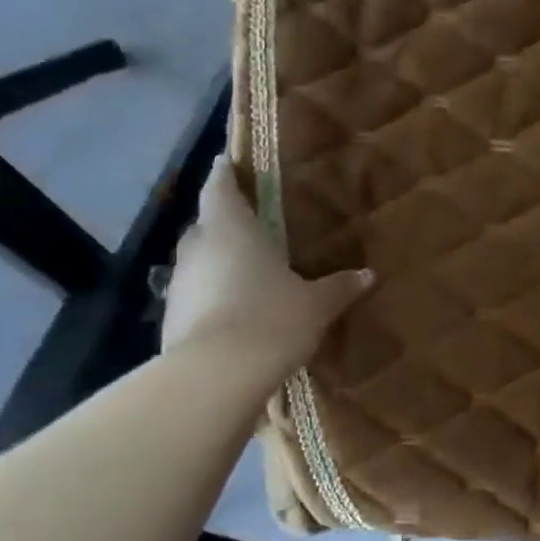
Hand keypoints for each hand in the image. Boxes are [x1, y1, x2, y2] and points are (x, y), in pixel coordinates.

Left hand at [161, 157, 372, 366]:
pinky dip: (212, 296)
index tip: (229, 162)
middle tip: (253, 225)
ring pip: (199, 261)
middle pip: (207, 224)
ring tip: (247, 271)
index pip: (220, 187)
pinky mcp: (171, 318)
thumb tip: (368, 275)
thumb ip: (339, 286)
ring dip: (218, 262)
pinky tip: (235, 312)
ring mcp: (179, 284)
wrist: (216, 378)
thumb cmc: (271, 319)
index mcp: (231, 228)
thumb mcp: (316, 304)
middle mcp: (198, 248)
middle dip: (225, 222)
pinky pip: (196, 295)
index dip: (225, 173)